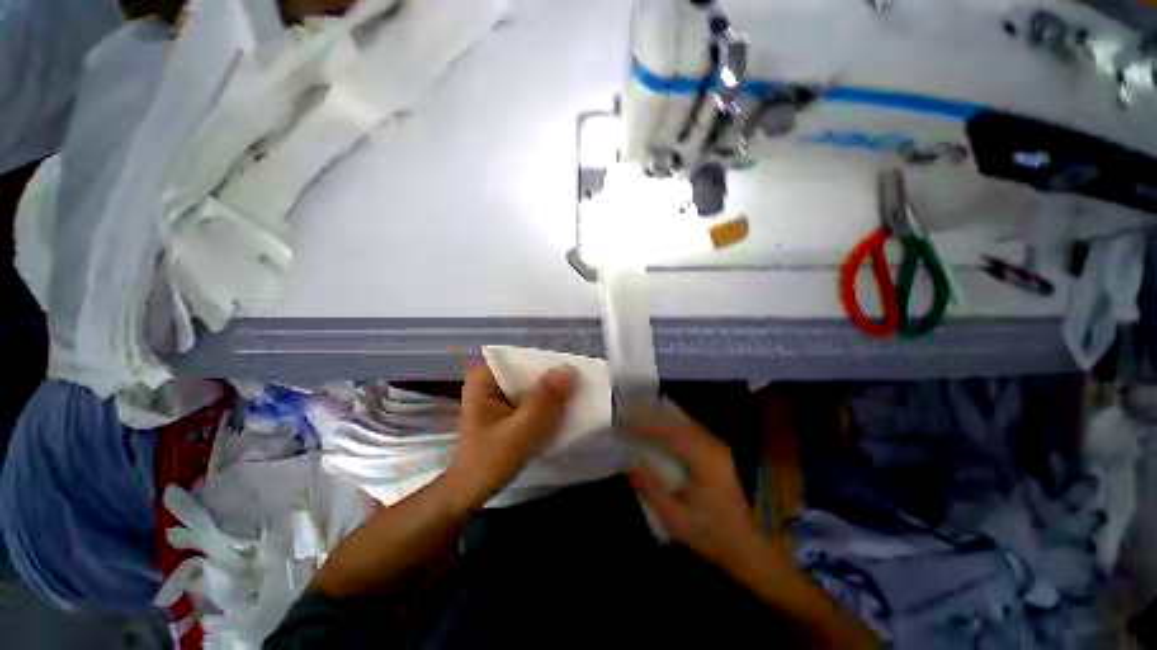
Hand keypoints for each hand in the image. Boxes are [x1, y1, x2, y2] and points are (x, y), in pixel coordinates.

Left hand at [446, 364, 577, 510]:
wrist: (470, 493)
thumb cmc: (488, 462)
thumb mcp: (519, 433)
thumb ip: (544, 402)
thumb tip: (570, 370)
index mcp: (484, 377)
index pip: (522, 359)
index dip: (548, 365)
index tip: (573, 377)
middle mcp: (490, 379)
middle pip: (528, 371)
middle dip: (552, 381)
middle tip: (579, 390)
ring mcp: (498, 393)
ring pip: (532, 386)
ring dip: (551, 394)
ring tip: (575, 400)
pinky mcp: (506, 407)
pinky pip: (531, 399)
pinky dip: (545, 405)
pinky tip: (561, 412)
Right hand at [628, 410, 769, 574]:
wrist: (747, 545)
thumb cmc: (710, 534)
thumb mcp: (675, 518)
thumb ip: (651, 489)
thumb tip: (630, 463)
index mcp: (705, 461)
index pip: (671, 433)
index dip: (647, 425)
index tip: (625, 423)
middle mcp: (713, 447)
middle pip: (678, 422)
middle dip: (652, 417)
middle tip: (628, 416)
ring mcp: (717, 447)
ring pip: (685, 423)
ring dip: (662, 419)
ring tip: (639, 418)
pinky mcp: (717, 451)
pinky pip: (690, 429)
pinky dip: (672, 426)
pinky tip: (660, 429)